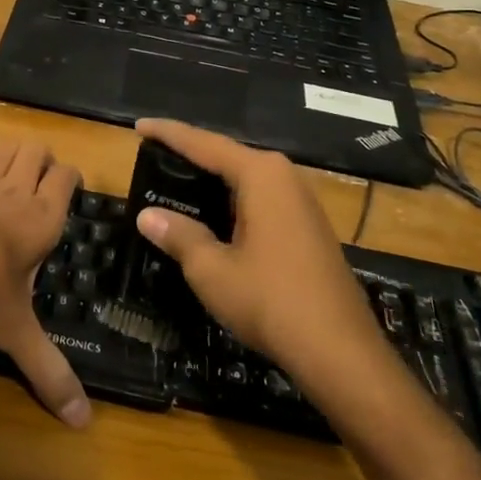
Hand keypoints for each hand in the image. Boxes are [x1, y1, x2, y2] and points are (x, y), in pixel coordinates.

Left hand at [0, 143, 90, 428]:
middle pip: (38, 151)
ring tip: (15, 177)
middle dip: (44, 161)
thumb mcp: (14, 331)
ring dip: (15, 156)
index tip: (71, 190)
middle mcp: (17, 189)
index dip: (71, 178)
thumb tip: (83, 423)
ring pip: (8, 149)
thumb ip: (46, 370)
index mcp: (42, 217)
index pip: (67, 177)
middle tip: (42, 184)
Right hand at [130, 119, 396, 387]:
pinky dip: (230, 201)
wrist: (341, 353)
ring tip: (173, 182)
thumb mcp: (211, 269)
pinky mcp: (307, 226)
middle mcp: (284, 177)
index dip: (168, 134)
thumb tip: (147, 216)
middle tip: (152, 156)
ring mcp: (301, 202)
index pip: (204, 144)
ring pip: (245, 179)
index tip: (139, 127)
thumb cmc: (271, 301)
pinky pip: (260, 199)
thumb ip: (178, 235)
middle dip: (189, 155)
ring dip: (210, 181)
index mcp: (261, 175)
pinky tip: (211, 216)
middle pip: (226, 156)